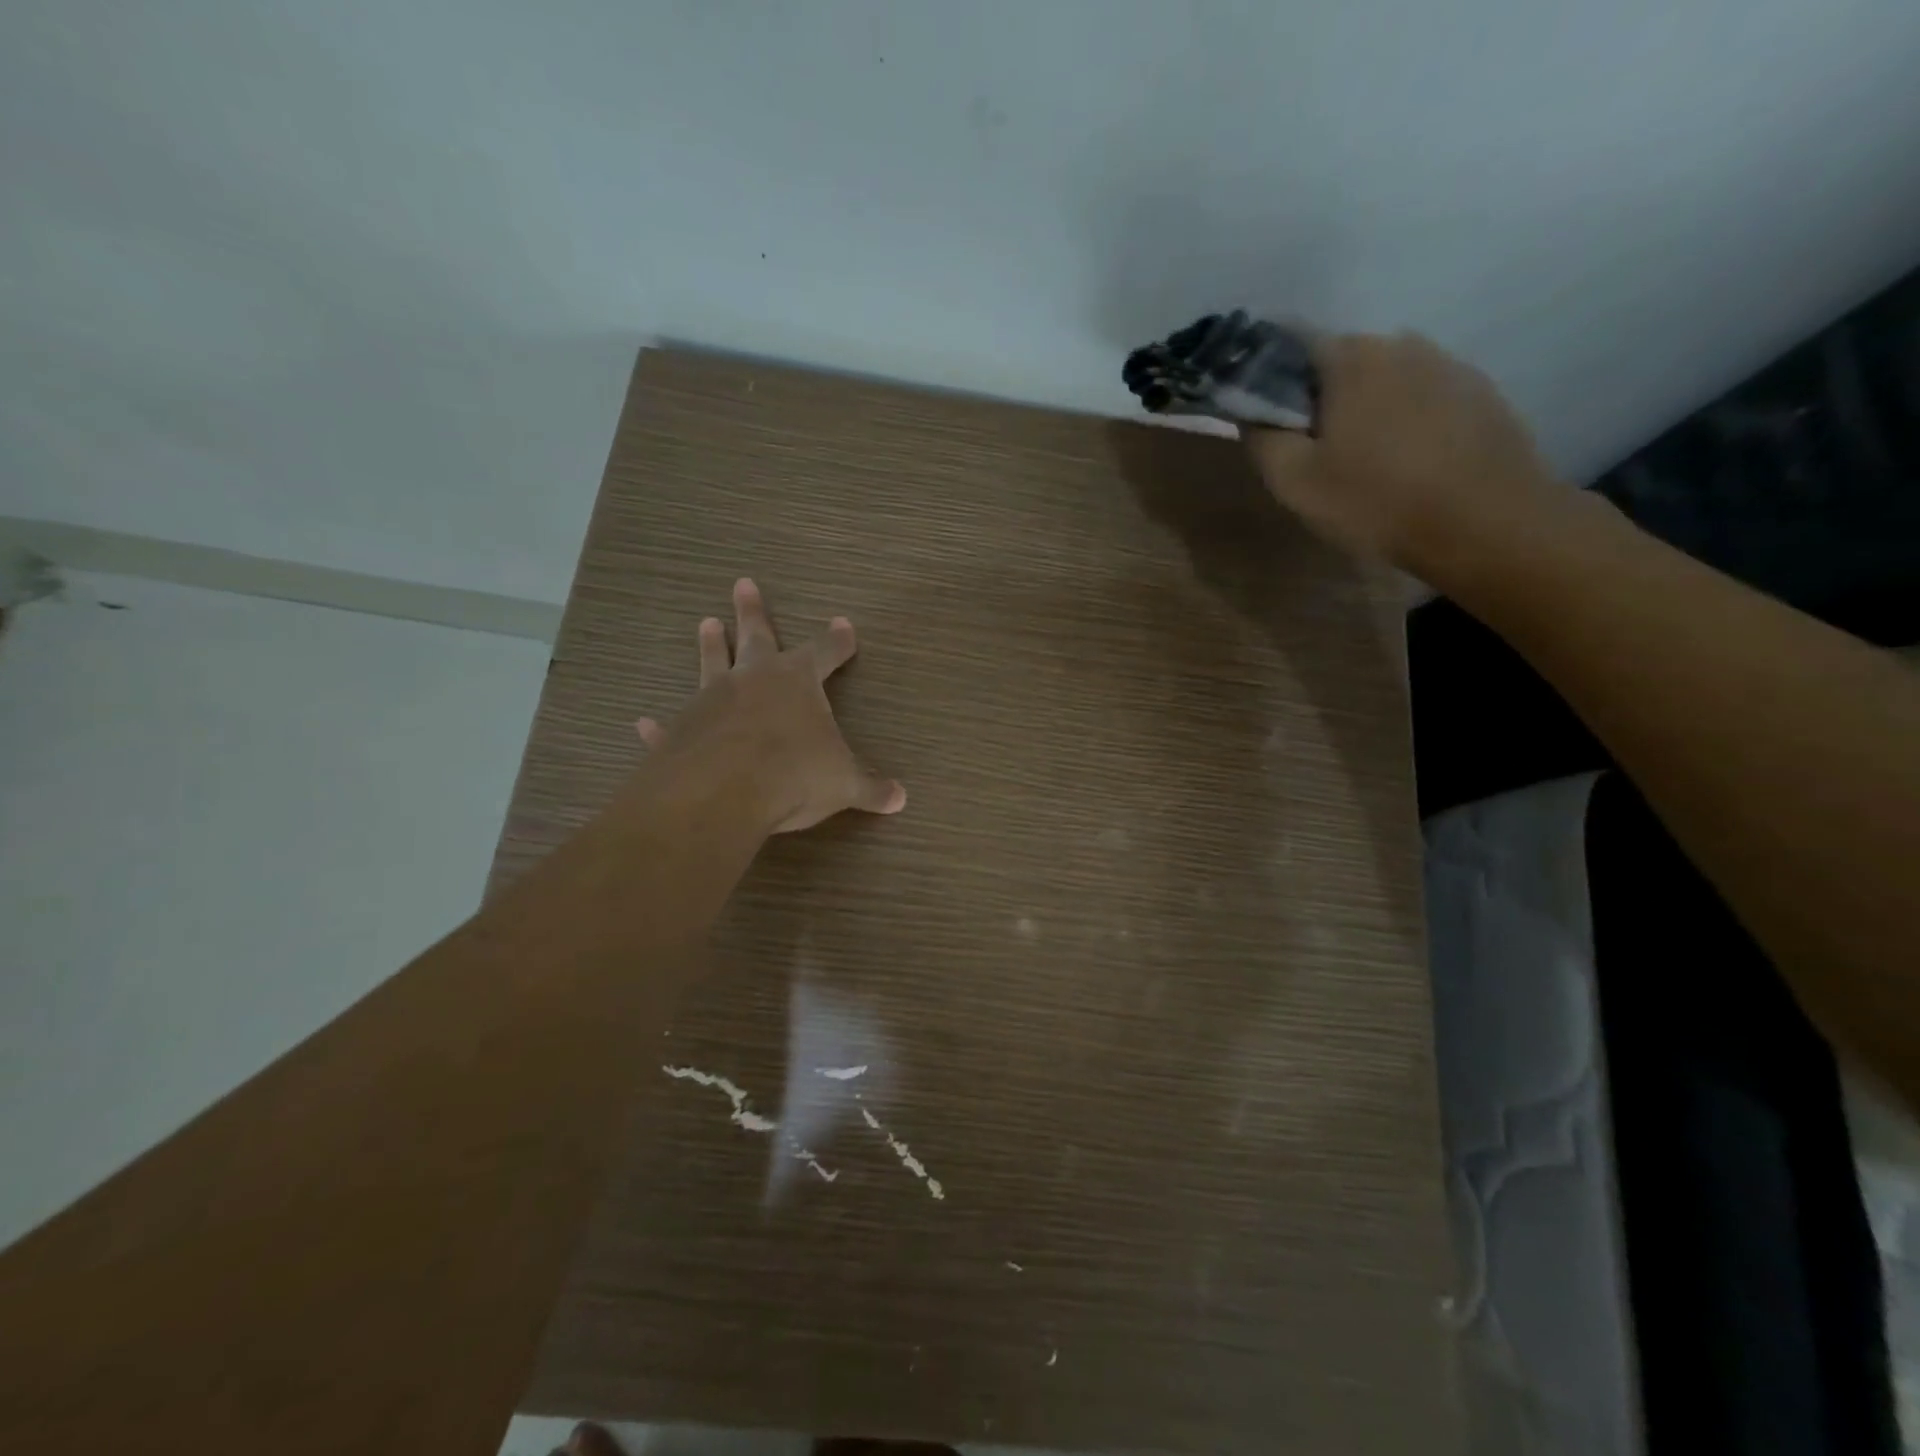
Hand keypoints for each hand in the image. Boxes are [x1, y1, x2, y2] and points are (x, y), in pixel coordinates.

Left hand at [634, 577, 905, 834]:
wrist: (723, 792)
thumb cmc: (794, 775)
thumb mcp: (843, 784)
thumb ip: (871, 789)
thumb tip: (901, 799)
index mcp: (797, 682)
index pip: (825, 653)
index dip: (837, 641)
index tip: (845, 625)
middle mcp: (753, 680)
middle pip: (757, 636)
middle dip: (754, 612)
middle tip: (743, 583)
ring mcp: (712, 701)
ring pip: (711, 664)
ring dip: (711, 645)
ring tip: (706, 623)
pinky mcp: (680, 731)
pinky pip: (671, 724)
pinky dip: (661, 725)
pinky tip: (644, 722)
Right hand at [1247, 332, 1562, 571]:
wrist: (1486, 524)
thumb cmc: (1377, 501)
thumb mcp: (1295, 481)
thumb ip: (1263, 437)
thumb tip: (1252, 410)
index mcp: (1352, 357)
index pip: (1294, 343)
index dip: (1271, 377)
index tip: (1267, 417)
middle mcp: (1402, 344)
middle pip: (1342, 362)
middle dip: (1320, 397)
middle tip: (1312, 451)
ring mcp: (1449, 365)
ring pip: (1385, 380)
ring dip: (1366, 409)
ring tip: (1362, 461)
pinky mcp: (1481, 394)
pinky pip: (1423, 398)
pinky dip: (1405, 421)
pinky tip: (1405, 463)